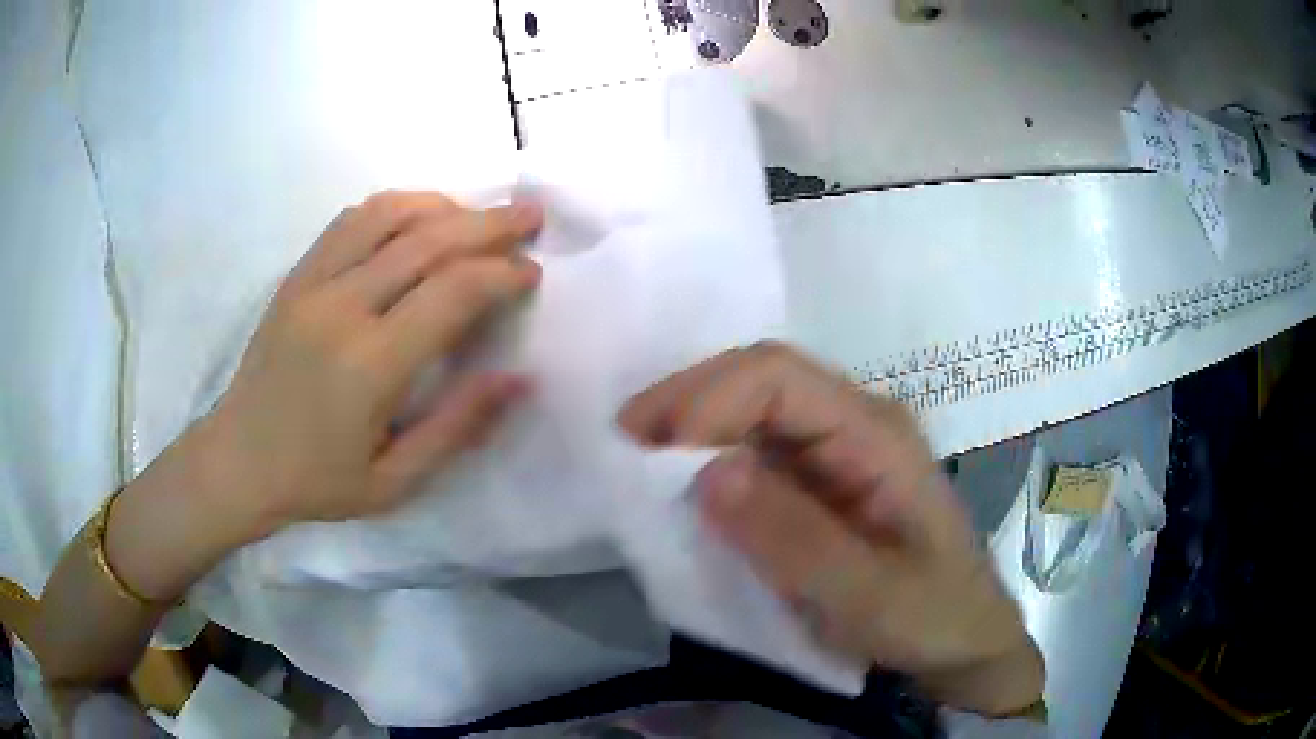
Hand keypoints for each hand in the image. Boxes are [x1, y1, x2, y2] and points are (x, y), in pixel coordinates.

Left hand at [190, 191, 542, 537]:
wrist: (238, 460)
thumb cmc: (318, 481)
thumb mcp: (395, 481)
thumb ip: (458, 427)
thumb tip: (518, 378)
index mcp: (370, 365)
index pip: (452, 292)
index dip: (501, 275)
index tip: (531, 274)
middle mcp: (341, 307)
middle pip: (428, 240)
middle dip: (489, 224)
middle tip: (530, 217)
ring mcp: (313, 283)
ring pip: (389, 214)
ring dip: (443, 206)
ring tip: (477, 215)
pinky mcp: (296, 275)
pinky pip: (352, 220)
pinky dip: (395, 208)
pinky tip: (417, 219)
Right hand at [619, 342, 1043, 715]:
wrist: (964, 640)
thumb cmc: (928, 617)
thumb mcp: (864, 595)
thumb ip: (791, 537)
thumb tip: (706, 472)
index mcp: (875, 433)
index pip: (778, 377)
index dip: (704, 397)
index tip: (644, 445)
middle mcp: (857, 421)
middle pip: (762, 380)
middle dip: (689, 403)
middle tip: (625, 446)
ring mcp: (842, 446)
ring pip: (755, 410)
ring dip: (695, 427)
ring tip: (641, 463)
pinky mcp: (826, 477)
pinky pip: (760, 448)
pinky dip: (713, 458)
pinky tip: (685, 483)